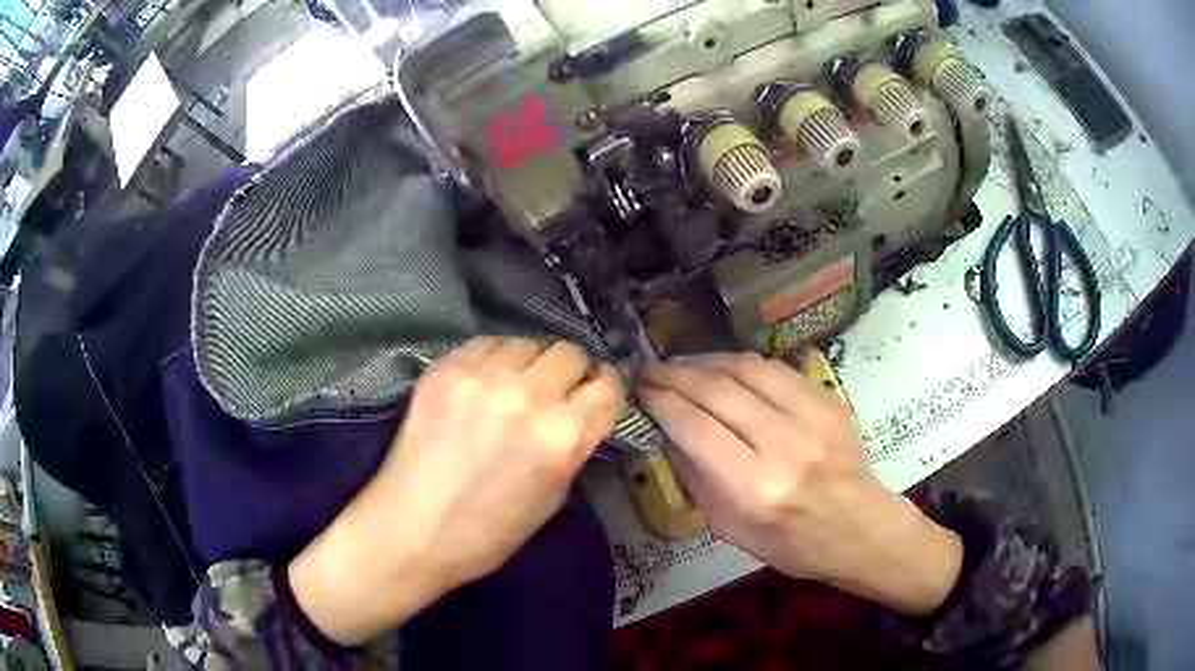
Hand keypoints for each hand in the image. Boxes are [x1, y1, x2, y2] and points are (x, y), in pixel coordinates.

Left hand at [290, 338, 624, 644]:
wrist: (410, 533)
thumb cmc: (487, 534)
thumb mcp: (552, 498)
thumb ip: (573, 447)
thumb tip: (579, 414)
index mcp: (563, 437)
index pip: (607, 384)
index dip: (604, 389)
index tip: (593, 396)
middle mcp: (527, 398)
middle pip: (569, 352)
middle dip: (571, 371)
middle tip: (555, 391)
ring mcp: (481, 378)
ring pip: (528, 342)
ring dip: (531, 363)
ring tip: (515, 386)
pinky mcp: (444, 370)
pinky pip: (486, 345)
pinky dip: (494, 359)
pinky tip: (483, 384)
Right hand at [639, 353, 961, 614]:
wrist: (860, 529)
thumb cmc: (792, 544)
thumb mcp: (730, 530)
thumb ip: (697, 480)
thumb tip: (670, 433)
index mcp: (754, 488)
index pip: (694, 428)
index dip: (661, 402)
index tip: (641, 390)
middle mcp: (783, 445)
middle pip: (717, 392)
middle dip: (676, 374)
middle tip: (651, 369)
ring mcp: (812, 418)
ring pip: (748, 369)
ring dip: (707, 361)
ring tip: (683, 363)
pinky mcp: (828, 402)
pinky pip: (777, 369)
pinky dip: (743, 364)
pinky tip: (726, 368)